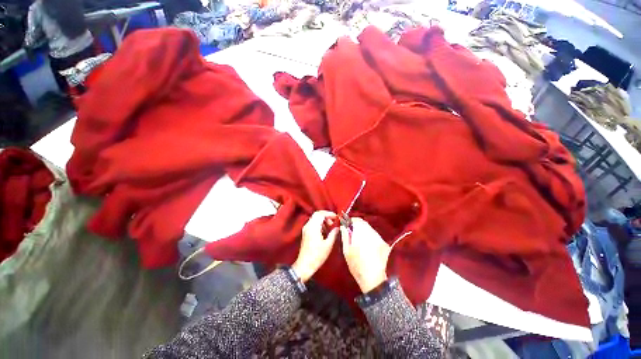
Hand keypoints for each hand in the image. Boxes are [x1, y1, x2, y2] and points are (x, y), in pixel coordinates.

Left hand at [292, 211, 338, 282]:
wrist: (305, 265)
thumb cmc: (317, 256)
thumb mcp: (328, 245)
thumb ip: (333, 234)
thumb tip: (337, 227)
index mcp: (313, 227)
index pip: (321, 214)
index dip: (329, 214)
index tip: (336, 217)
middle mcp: (308, 226)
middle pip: (317, 214)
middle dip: (326, 216)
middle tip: (333, 221)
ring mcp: (306, 229)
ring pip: (314, 218)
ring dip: (323, 220)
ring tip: (330, 227)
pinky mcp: (305, 232)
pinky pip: (313, 223)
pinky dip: (319, 223)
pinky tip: (325, 231)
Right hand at [340, 218, 390, 292]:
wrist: (373, 279)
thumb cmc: (356, 265)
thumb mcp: (346, 251)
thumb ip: (345, 236)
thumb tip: (343, 226)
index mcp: (361, 234)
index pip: (357, 220)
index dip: (352, 220)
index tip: (347, 224)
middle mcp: (371, 233)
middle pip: (364, 224)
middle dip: (358, 226)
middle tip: (352, 232)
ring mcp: (379, 238)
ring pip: (370, 229)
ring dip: (364, 230)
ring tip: (359, 239)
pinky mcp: (384, 243)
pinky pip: (375, 235)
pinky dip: (370, 236)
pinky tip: (367, 245)